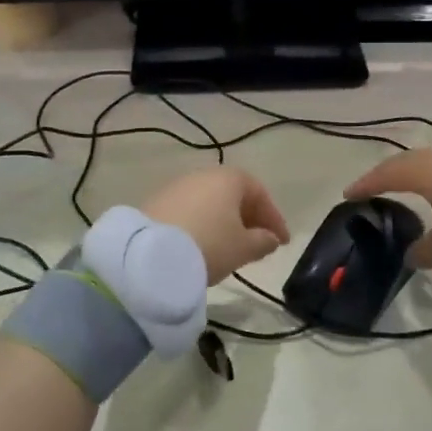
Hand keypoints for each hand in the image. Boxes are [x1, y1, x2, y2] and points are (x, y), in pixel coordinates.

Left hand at [139, 169, 290, 284]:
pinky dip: (202, 224)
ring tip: (230, 247)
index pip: (260, 193)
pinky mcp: (156, 203)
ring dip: (224, 222)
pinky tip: (203, 245)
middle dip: (249, 218)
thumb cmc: (209, 245)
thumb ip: (263, 241)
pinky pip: (190, 211)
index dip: (274, 218)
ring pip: (210, 202)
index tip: (282, 242)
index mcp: (229, 178)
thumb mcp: (243, 248)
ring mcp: (177, 187)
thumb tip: (271, 238)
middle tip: (258, 243)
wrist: (149, 255)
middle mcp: (203, 175)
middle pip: (233, 195)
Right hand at [345, 150, 431, 268]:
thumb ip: (427, 251)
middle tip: (377, 190)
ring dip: (421, 178)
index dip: (366, 184)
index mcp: (428, 172)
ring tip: (415, 195)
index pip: (388, 173)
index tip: (349, 194)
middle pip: (411, 163)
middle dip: (391, 176)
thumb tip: (411, 256)